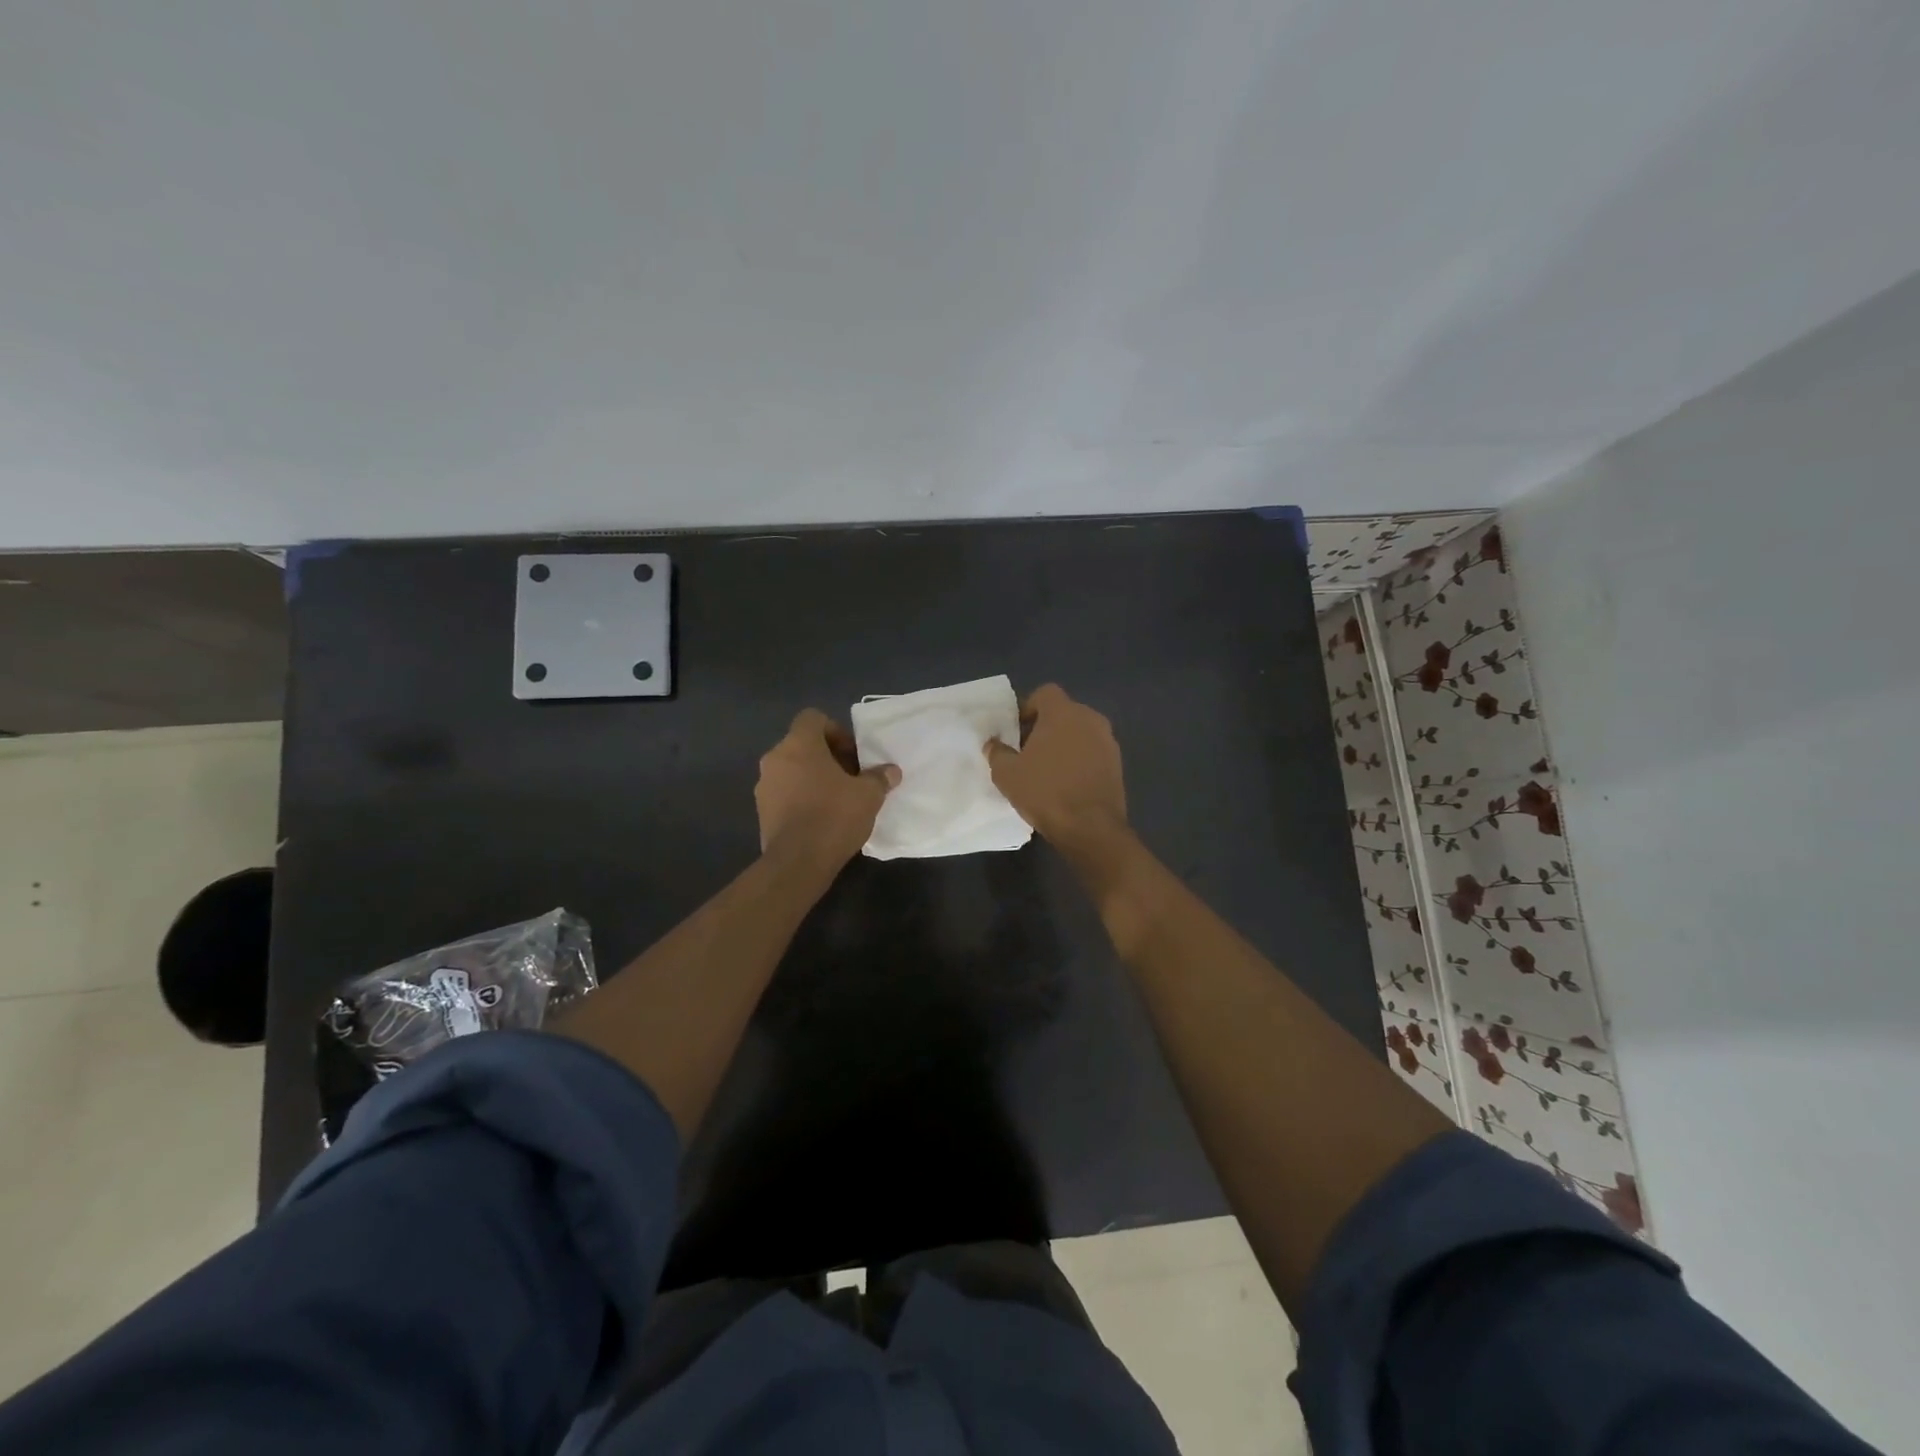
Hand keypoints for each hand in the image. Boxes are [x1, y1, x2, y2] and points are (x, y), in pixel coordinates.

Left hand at [756, 709, 899, 871]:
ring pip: (792, 770)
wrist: (797, 862)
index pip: (813, 718)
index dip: (836, 731)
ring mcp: (764, 786)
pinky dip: (801, 798)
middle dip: (828, 758)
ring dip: (813, 778)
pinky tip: (821, 818)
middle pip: (803, 745)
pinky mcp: (761, 811)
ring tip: (837, 800)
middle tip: (851, 778)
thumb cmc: (833, 816)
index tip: (853, 755)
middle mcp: (775, 759)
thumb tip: (891, 771)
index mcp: (798, 744)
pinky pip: (785, 793)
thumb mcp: (868, 795)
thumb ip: (879, 778)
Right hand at [984, 684, 1127, 852]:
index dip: (1028, 708)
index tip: (1016, 732)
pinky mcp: (1118, 764)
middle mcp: (1090, 719)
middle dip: (1045, 727)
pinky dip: (1079, 760)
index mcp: (1063, 712)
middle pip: (1063, 712)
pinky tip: (1066, 784)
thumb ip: (997, 752)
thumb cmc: (1045, 792)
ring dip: (1064, 744)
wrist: (1090, 827)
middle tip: (1028, 752)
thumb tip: (993, 744)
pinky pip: (1093, 752)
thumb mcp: (1007, 774)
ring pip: (1080, 733)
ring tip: (1047, 770)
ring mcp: (1108, 742)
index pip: (1045, 693)